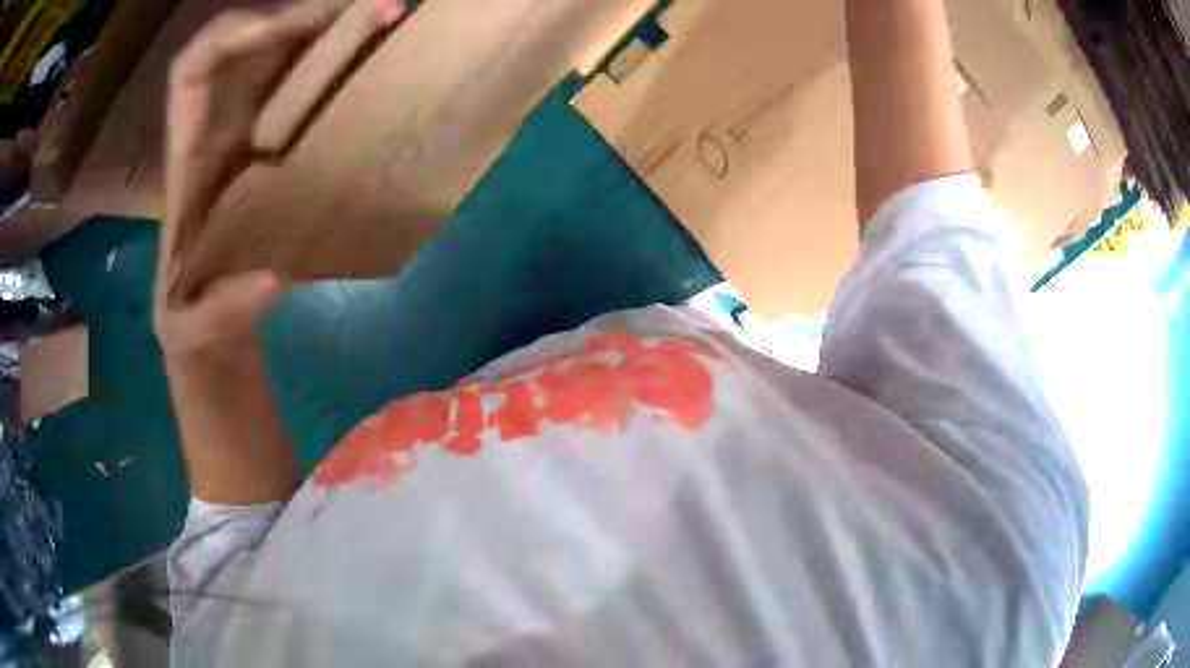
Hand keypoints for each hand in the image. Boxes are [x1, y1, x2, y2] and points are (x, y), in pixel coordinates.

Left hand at [156, 0, 405, 358]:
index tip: (288, 26)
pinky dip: (337, 62)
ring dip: (329, 29)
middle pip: (249, 43)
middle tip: (374, 9)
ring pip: (281, 55)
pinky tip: (375, 60)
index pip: (194, 68)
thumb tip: (273, 277)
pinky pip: (303, 84)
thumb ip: (222, 311)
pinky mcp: (277, 144)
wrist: (208, 317)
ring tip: (386, 21)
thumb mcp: (196, 328)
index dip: (232, 34)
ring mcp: (250, 130)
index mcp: (189, 154)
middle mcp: (218, 125)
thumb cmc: (192, 317)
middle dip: (302, 14)